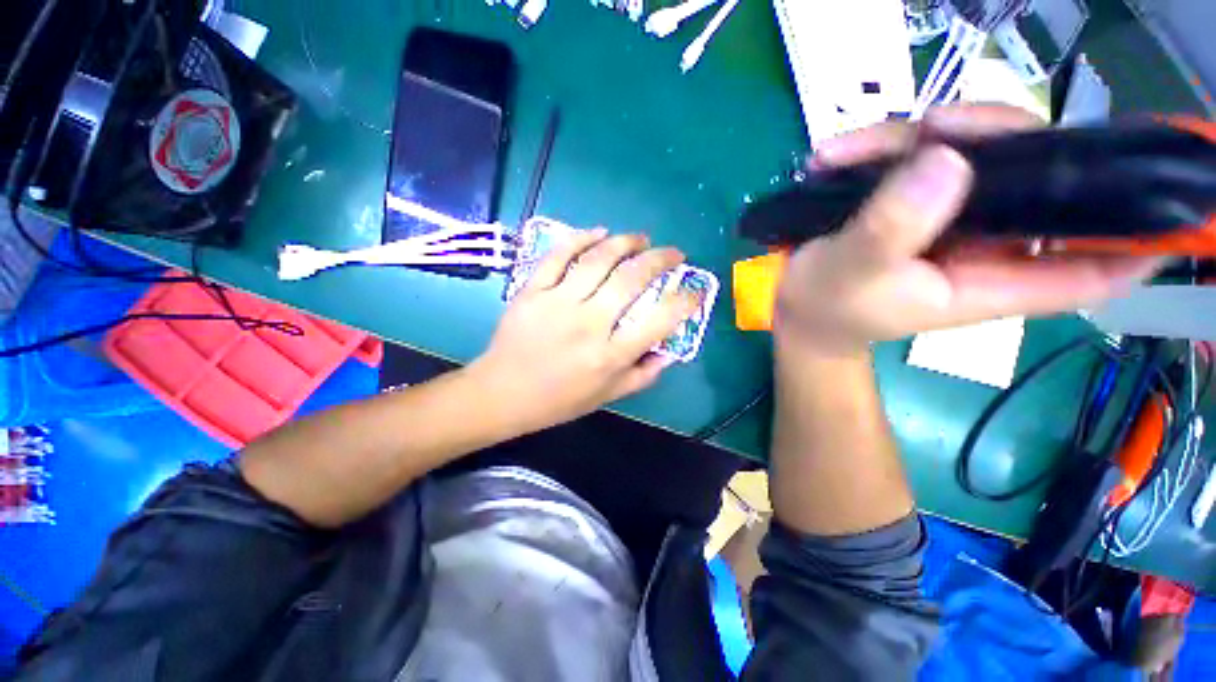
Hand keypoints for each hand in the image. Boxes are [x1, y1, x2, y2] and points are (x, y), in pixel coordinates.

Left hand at [468, 230, 699, 433]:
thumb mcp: (607, 396)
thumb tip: (669, 351)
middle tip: (673, 254)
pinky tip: (599, 231)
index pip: (660, 321)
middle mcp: (589, 324)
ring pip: (598, 260)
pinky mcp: (533, 290)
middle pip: (632, 279)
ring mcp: (558, 302)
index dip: (685, 301)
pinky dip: (581, 238)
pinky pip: (558, 256)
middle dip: (660, 260)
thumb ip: (643, 375)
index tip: (694, 290)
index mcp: (610, 355)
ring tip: (641, 238)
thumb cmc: (559, 400)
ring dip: (626, 242)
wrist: (503, 393)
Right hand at [774, 104, 1161, 356]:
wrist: (791, 303)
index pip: (1090, 269)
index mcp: (986, 282)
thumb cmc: (823, 304)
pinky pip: (918, 154)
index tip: (1168, 196)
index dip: (1138, 240)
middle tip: (935, 126)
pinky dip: (876, 149)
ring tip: (844, 153)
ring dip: (913, 139)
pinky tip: (833, 158)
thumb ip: (894, 226)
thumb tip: (948, 158)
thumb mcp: (851, 271)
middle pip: (1037, 178)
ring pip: (975, 152)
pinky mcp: (915, 199)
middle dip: (998, 138)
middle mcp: (983, 244)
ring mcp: (949, 216)